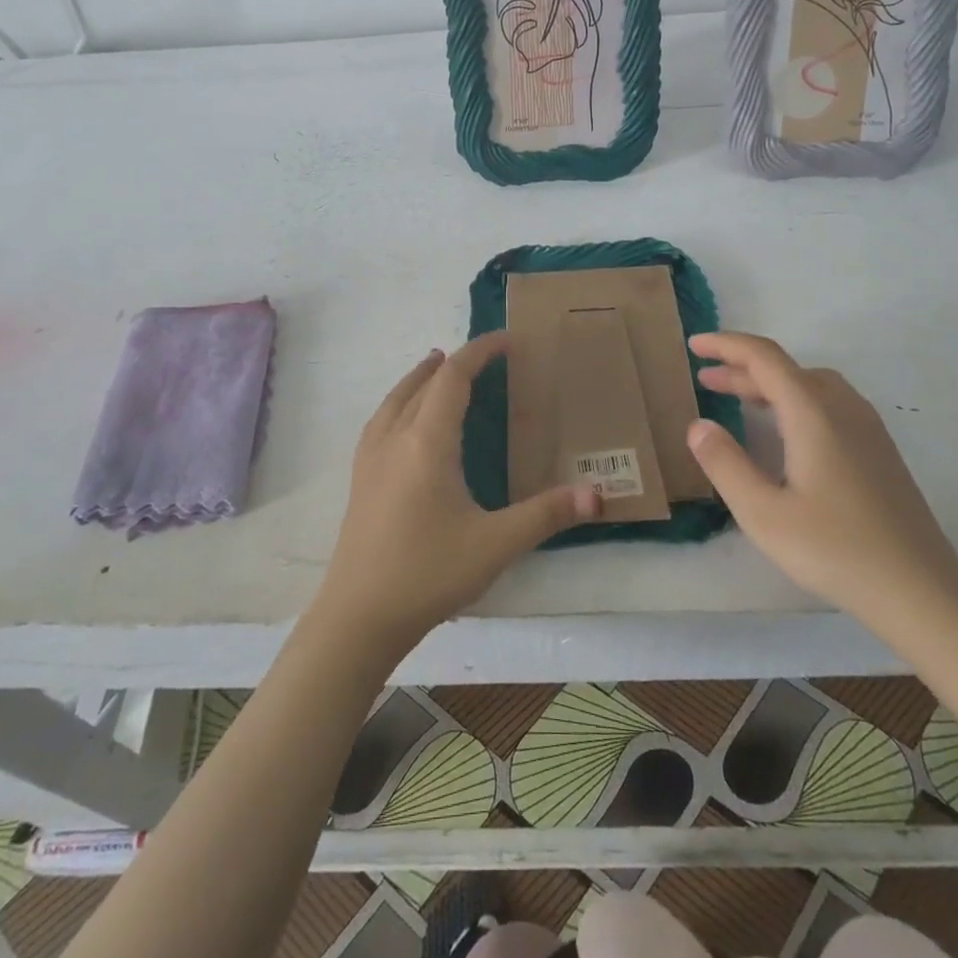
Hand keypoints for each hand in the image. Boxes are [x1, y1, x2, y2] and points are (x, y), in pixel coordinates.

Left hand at [312, 332, 602, 656]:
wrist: (358, 616)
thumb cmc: (428, 573)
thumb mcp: (495, 544)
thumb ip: (546, 515)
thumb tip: (599, 495)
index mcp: (427, 442)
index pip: (453, 378)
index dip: (479, 353)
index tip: (506, 340)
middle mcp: (394, 438)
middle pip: (422, 383)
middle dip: (452, 362)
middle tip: (482, 356)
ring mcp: (370, 458)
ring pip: (394, 399)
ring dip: (419, 378)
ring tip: (436, 368)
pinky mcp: (360, 479)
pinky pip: (380, 420)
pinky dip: (399, 402)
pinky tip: (404, 421)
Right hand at [685, 332, 957, 616]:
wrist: (922, 592)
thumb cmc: (836, 550)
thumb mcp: (763, 513)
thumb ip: (725, 464)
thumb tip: (698, 425)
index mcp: (813, 413)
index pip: (764, 358)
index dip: (726, 345)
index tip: (694, 345)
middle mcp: (843, 408)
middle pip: (787, 369)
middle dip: (742, 368)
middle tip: (705, 380)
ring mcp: (867, 428)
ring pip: (811, 384)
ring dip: (770, 383)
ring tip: (739, 400)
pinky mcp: (879, 450)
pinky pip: (828, 403)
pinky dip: (794, 399)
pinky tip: (786, 430)